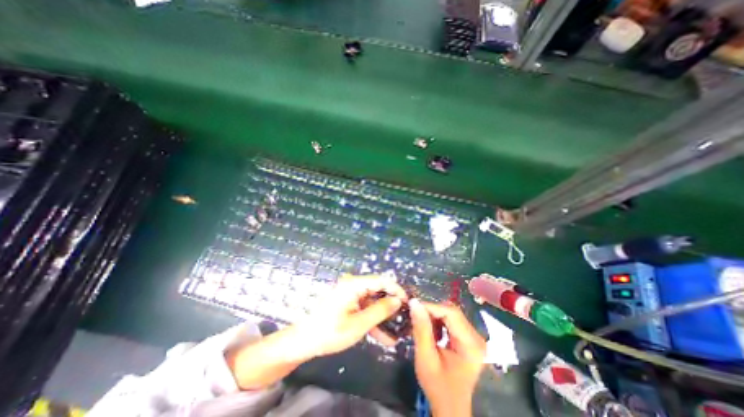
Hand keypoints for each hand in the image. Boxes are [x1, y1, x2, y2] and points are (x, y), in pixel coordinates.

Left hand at [299, 274, 409, 357]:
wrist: (304, 341)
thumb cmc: (330, 332)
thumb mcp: (358, 324)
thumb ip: (380, 311)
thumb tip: (398, 300)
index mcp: (354, 284)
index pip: (381, 280)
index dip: (396, 290)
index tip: (408, 303)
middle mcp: (353, 284)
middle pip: (378, 290)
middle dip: (391, 305)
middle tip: (404, 319)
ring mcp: (350, 293)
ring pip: (373, 301)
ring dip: (383, 316)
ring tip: (397, 333)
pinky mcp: (348, 302)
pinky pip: (365, 307)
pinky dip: (373, 319)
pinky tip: (383, 336)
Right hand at [410, 299, 486, 415]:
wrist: (450, 408)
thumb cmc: (438, 386)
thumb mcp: (426, 358)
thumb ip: (421, 329)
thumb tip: (414, 303)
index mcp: (471, 344)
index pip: (451, 312)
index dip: (431, 307)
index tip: (413, 307)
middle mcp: (477, 337)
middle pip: (452, 312)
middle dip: (432, 312)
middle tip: (415, 316)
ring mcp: (474, 337)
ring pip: (451, 314)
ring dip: (434, 316)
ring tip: (422, 324)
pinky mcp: (468, 338)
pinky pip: (452, 320)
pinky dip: (439, 321)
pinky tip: (432, 331)